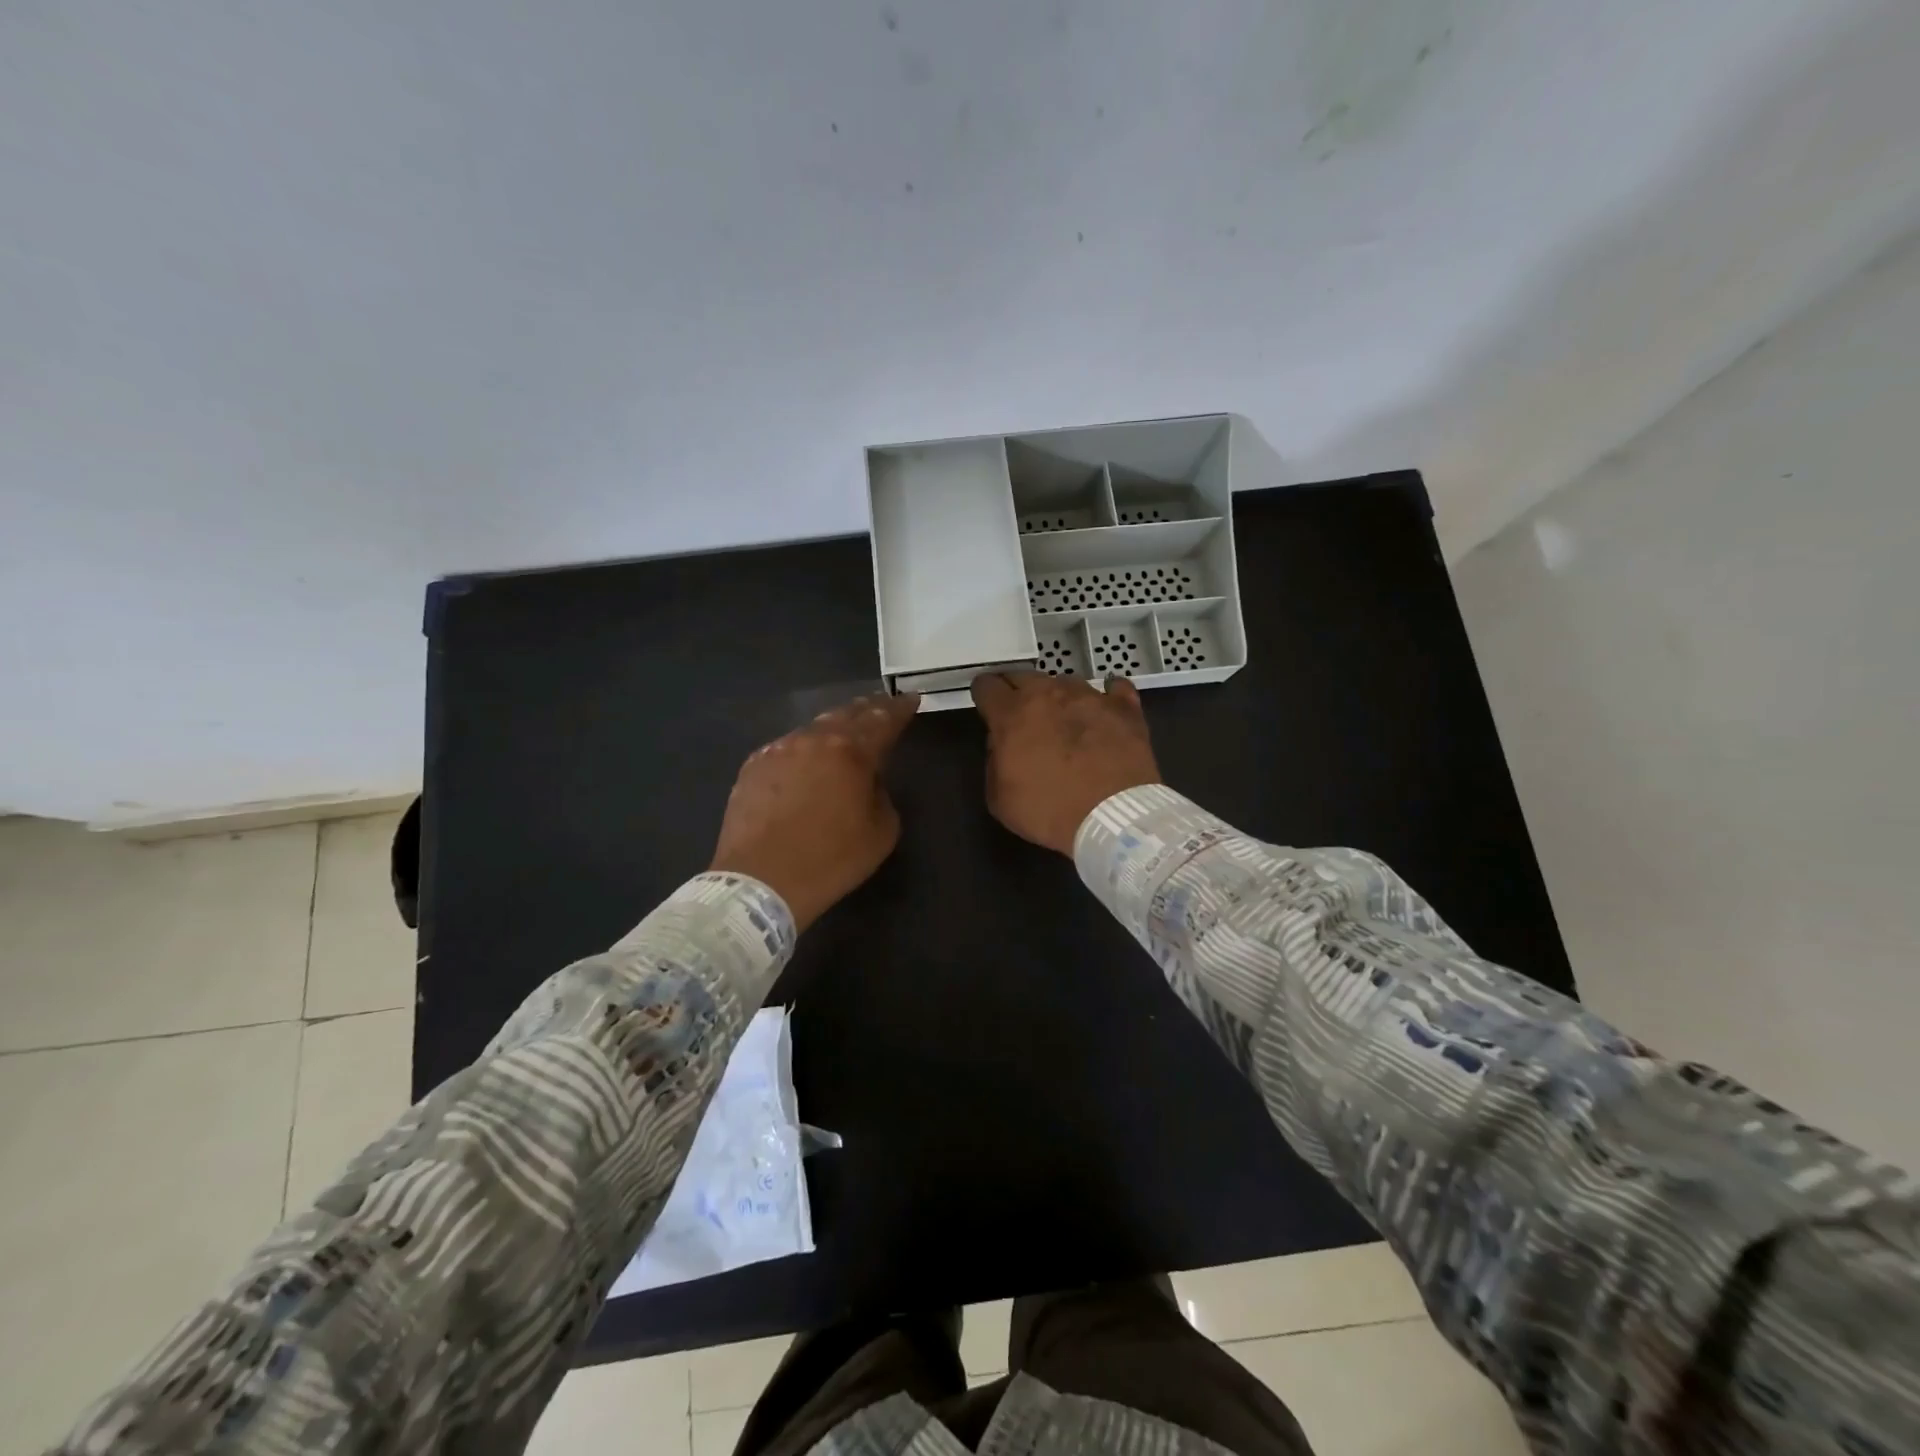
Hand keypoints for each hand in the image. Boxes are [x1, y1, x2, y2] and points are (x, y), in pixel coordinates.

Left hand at [709, 693, 920, 930]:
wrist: (760, 881)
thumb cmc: (830, 860)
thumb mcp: (881, 832)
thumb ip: (881, 794)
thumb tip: (867, 781)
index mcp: (851, 752)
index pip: (883, 720)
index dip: (900, 709)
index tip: (911, 699)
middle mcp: (813, 739)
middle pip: (846, 714)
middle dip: (868, 709)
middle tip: (881, 706)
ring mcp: (778, 750)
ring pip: (813, 729)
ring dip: (833, 730)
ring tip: (844, 734)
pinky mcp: (753, 766)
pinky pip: (786, 749)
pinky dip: (804, 751)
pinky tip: (806, 763)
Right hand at [972, 671, 1161, 855]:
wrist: (1113, 817)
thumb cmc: (1049, 811)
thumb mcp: (1000, 799)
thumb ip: (994, 762)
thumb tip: (1002, 744)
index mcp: (1012, 714)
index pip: (987, 686)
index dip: (984, 695)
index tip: (987, 706)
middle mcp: (1048, 694)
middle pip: (1023, 676)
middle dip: (1017, 692)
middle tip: (1021, 715)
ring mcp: (1089, 696)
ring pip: (1064, 681)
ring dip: (1058, 697)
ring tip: (1064, 719)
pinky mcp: (1124, 707)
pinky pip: (1114, 689)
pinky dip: (1107, 696)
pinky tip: (1105, 708)